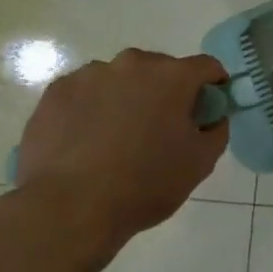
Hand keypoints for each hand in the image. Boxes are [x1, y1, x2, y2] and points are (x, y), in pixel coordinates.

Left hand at [14, 49, 228, 247]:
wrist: (69, 208)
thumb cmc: (145, 184)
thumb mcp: (200, 163)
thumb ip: (216, 131)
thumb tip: (212, 118)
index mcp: (172, 77)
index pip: (206, 66)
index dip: (214, 85)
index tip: (210, 107)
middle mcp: (131, 64)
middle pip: (160, 69)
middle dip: (167, 92)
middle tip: (162, 129)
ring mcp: (88, 75)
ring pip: (120, 80)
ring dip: (127, 99)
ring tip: (118, 139)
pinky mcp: (55, 93)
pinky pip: (86, 94)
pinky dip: (93, 110)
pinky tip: (88, 143)